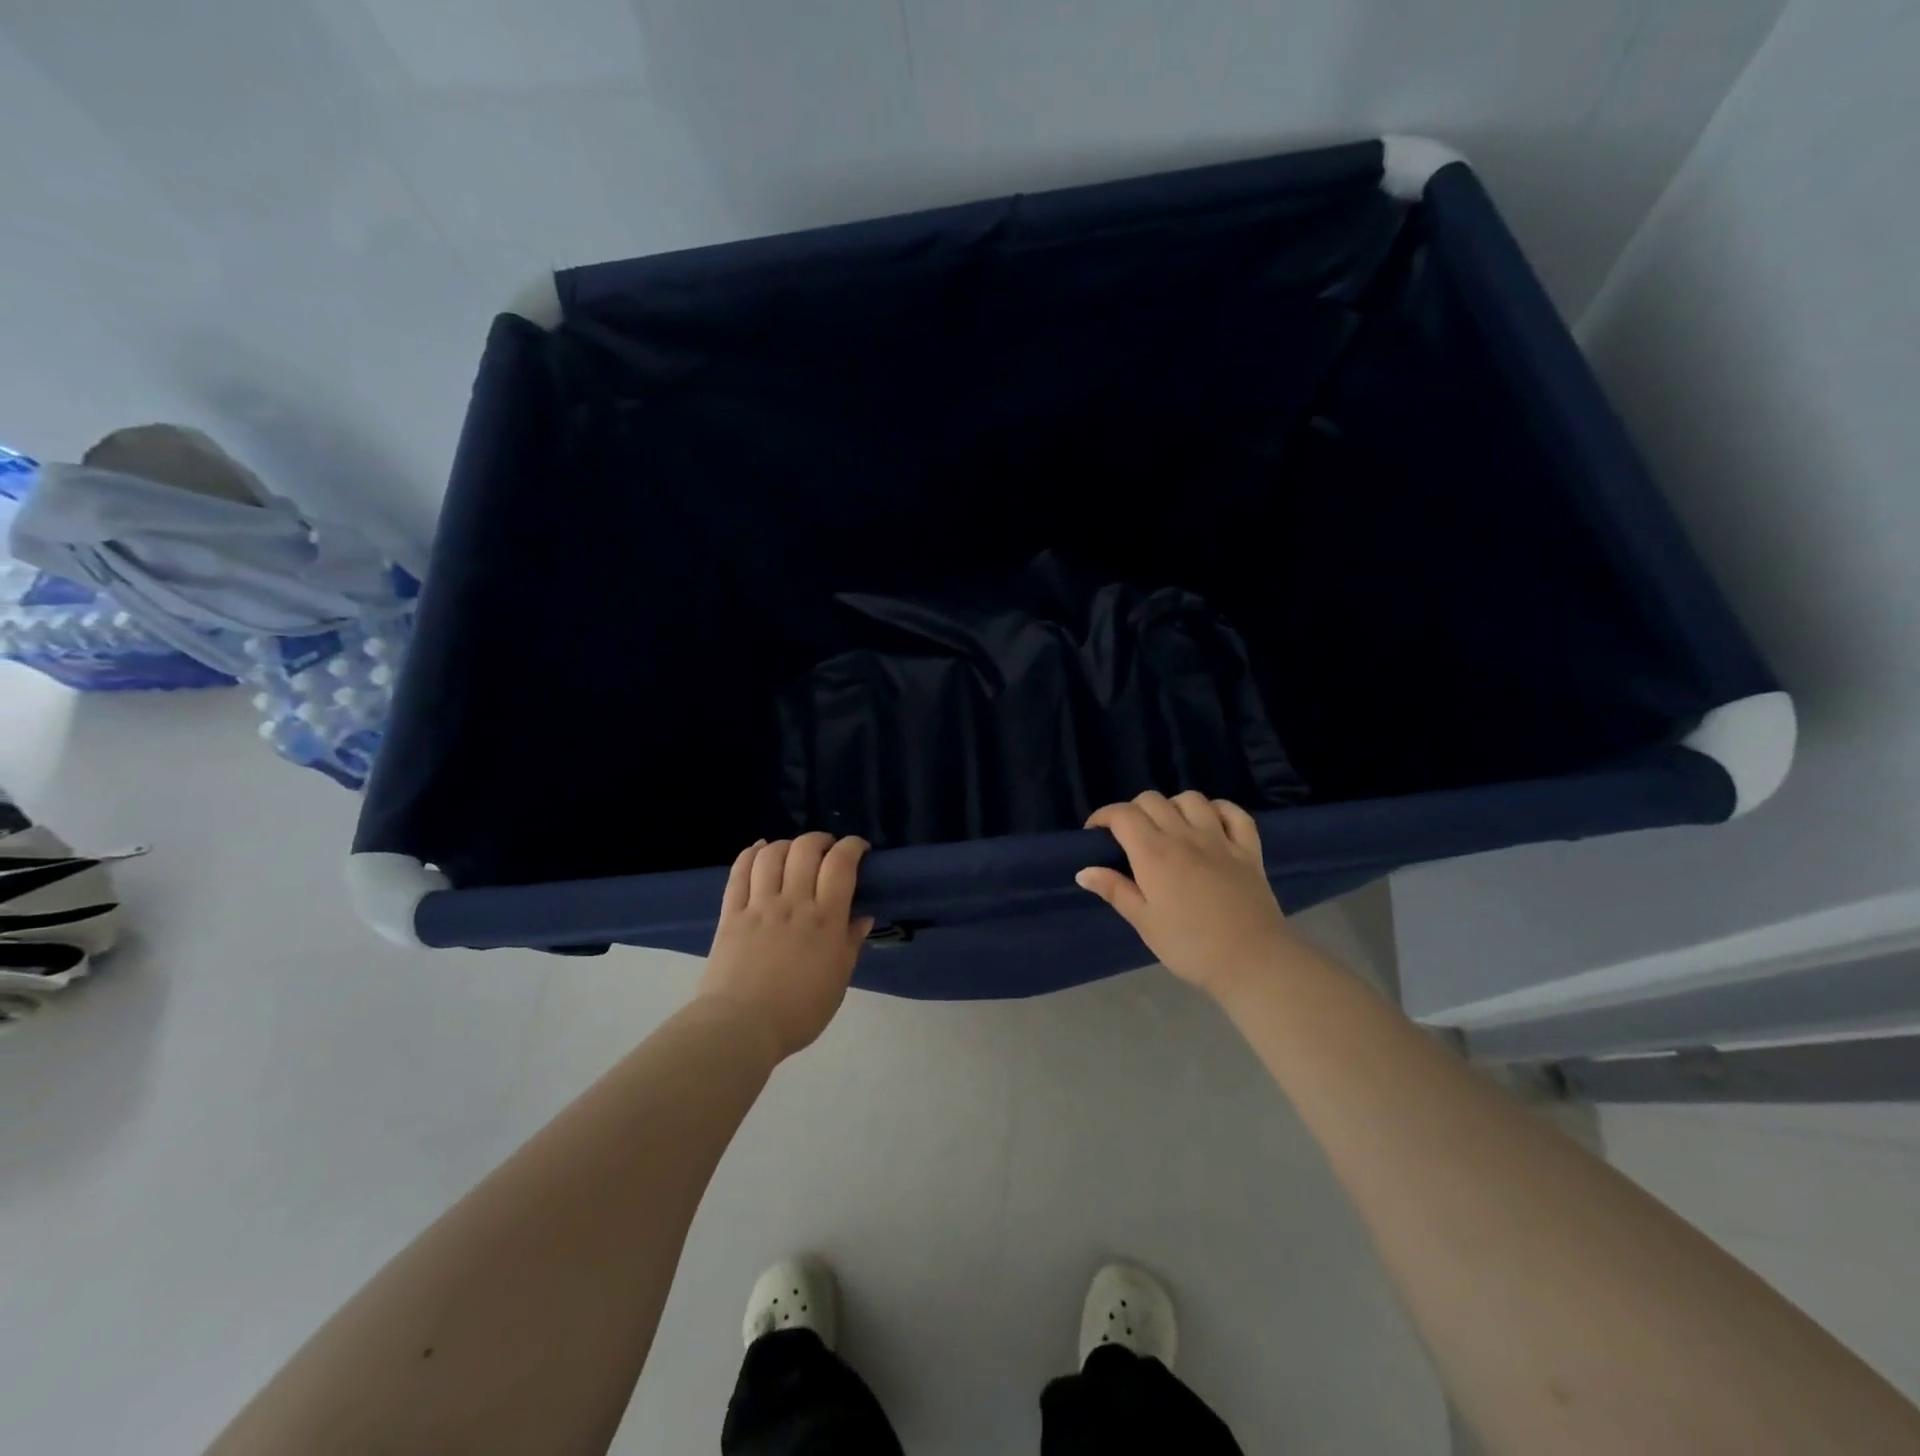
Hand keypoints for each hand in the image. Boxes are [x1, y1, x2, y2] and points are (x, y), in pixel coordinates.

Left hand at [698, 833, 873, 1059]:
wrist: (741, 1028)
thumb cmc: (799, 1011)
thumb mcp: (838, 981)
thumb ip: (851, 943)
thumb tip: (863, 916)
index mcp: (825, 919)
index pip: (841, 864)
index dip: (852, 846)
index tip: (859, 848)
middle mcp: (793, 902)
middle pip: (806, 850)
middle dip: (820, 840)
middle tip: (827, 849)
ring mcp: (759, 906)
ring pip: (772, 855)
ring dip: (787, 844)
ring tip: (794, 852)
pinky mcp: (731, 914)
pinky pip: (739, 872)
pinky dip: (751, 853)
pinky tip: (760, 849)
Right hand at [1076, 791, 1294, 1000]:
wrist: (1252, 961)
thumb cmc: (1190, 946)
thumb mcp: (1144, 923)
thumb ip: (1115, 890)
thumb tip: (1084, 870)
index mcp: (1154, 854)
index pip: (1122, 815)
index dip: (1103, 816)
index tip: (1095, 834)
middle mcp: (1184, 836)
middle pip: (1152, 800)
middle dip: (1133, 810)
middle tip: (1128, 836)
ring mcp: (1220, 839)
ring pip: (1191, 799)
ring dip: (1173, 806)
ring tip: (1168, 827)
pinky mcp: (1248, 849)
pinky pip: (1234, 813)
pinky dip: (1218, 809)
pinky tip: (1210, 822)